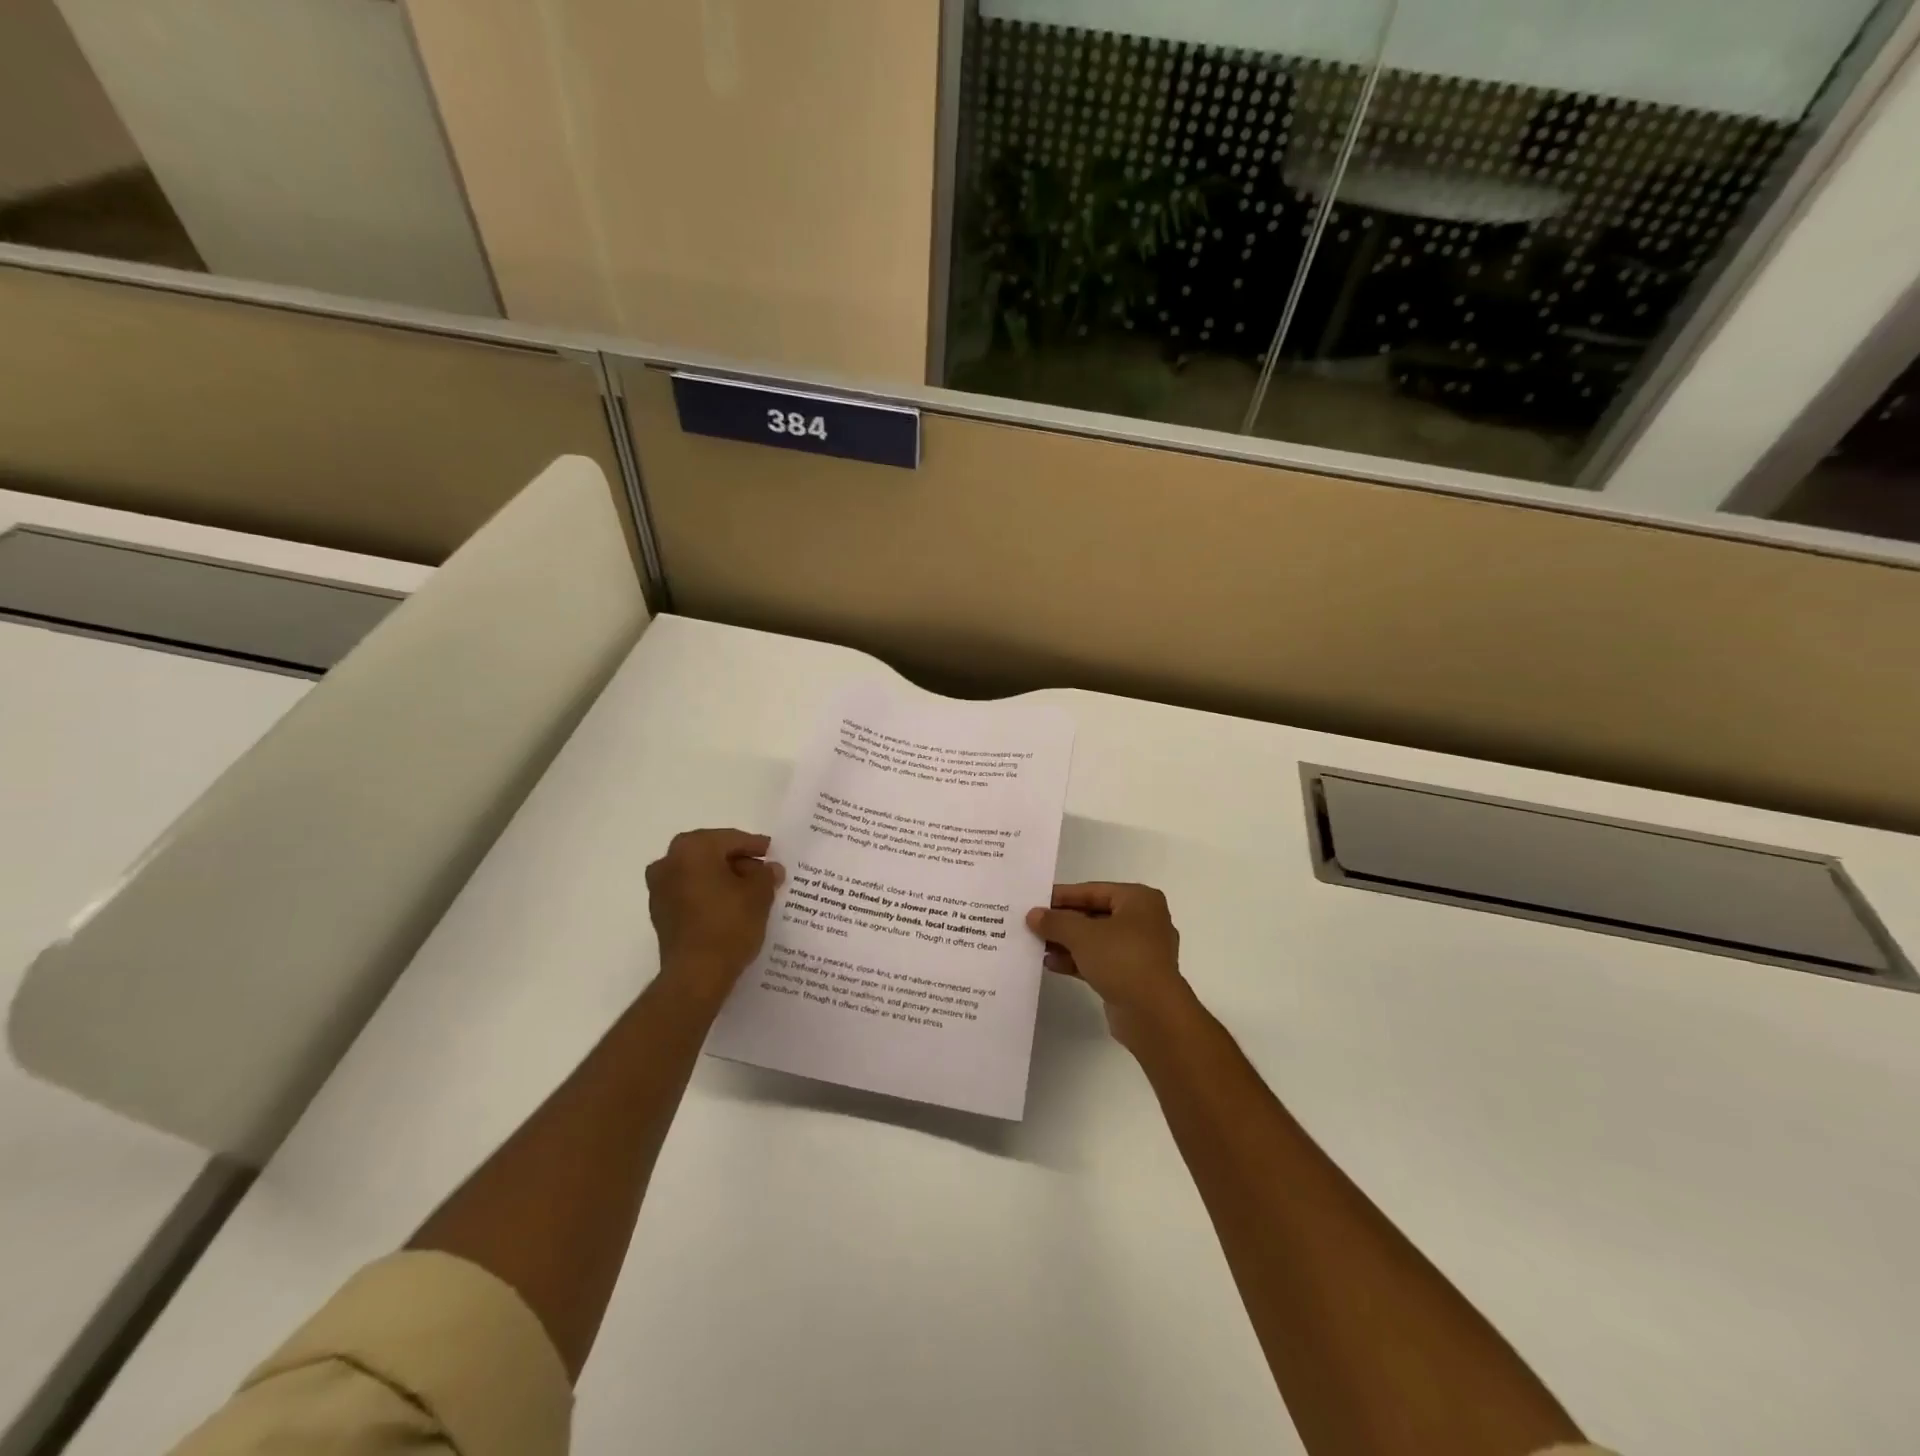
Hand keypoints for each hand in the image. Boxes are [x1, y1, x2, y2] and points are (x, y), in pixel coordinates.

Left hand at [646, 829, 783, 995]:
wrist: (696, 975)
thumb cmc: (729, 925)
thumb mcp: (759, 895)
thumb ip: (766, 875)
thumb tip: (770, 869)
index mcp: (692, 848)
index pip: (731, 839)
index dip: (755, 846)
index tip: (772, 852)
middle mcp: (669, 862)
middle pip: (711, 853)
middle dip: (737, 861)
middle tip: (762, 872)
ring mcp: (659, 888)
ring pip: (698, 872)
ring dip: (722, 877)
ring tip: (749, 891)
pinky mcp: (660, 912)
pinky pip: (689, 892)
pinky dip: (708, 893)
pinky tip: (729, 907)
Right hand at [1026, 883, 1190, 1046]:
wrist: (1153, 1014)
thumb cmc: (1122, 959)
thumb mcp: (1082, 935)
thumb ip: (1055, 922)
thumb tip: (1033, 915)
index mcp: (1139, 900)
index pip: (1093, 890)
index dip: (1062, 896)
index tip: (1035, 901)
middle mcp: (1144, 921)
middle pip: (1095, 914)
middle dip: (1063, 922)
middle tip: (1033, 924)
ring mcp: (1140, 951)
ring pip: (1097, 940)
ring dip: (1067, 943)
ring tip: (1037, 945)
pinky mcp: (1133, 976)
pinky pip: (1100, 961)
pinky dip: (1078, 960)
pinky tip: (1051, 963)